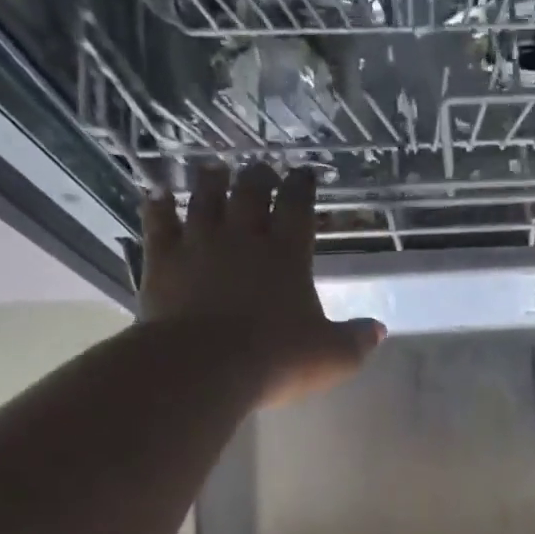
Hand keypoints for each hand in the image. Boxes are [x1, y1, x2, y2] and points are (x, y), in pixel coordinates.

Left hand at [138, 161, 385, 405]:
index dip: (303, 186)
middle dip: (258, 176)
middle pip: (250, 193)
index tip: (305, 172)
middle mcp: (243, 238)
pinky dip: (158, 205)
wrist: (205, 366)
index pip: (297, 207)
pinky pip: (159, 223)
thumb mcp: (333, 356)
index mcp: (288, 255)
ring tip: (215, 167)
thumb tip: (378, 329)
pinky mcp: (163, 261)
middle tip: (262, 167)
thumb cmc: (278, 360)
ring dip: (211, 181)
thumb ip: (357, 340)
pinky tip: (156, 194)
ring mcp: (199, 245)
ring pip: (205, 199)